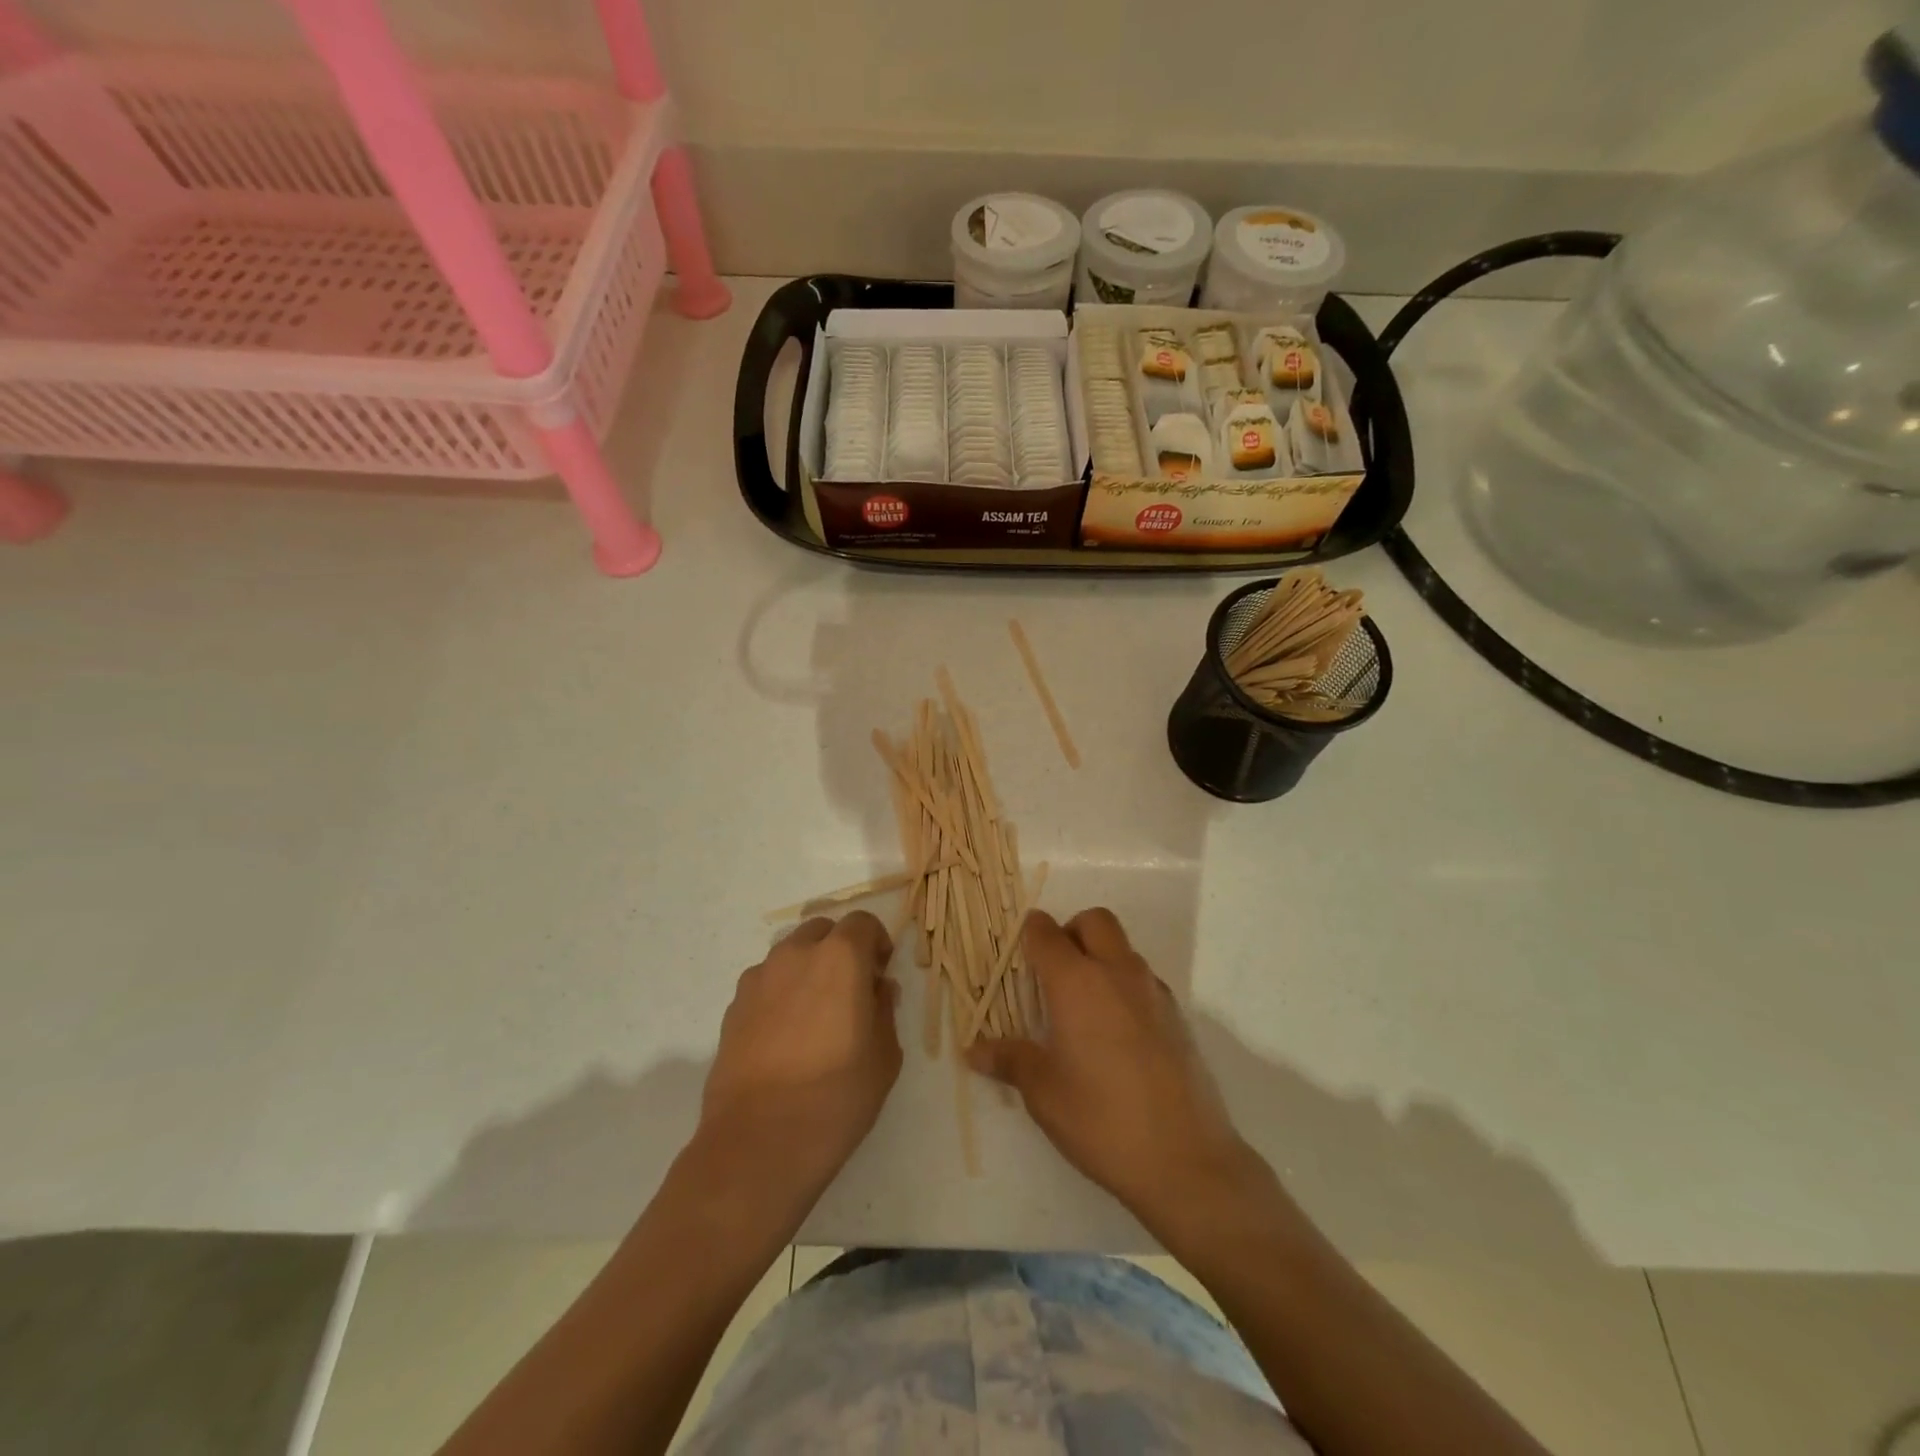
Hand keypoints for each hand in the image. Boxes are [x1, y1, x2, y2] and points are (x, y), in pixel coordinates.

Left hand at [696, 912, 901, 1210]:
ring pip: (790, 955)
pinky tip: (786, 1037)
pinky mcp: (733, 1007)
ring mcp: (758, 979)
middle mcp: (795, 954)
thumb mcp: (884, 1055)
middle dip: (840, 950)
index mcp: (839, 957)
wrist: (759, 1143)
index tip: (881, 974)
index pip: (862, 923)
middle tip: (851, 990)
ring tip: (815, 1016)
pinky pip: (766, 983)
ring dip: (808, 969)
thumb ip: (884, 1010)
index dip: (876, 943)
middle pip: (822, 931)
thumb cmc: (836, 1096)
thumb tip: (877, 989)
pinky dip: (781, 994)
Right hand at [968, 908, 1263, 1242]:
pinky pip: (1144, 980)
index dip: (1029, 933)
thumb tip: (974, 1051)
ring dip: (1100, 958)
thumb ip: (1010, 1060)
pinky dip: (1124, 986)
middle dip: (1070, 932)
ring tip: (1082, 1008)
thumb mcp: (1044, 1093)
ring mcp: (1154, 992)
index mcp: (1077, 983)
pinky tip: (1116, 1034)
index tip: (1017, 951)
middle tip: (1053, 973)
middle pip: (1094, 921)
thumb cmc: (1102, 1120)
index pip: (1046, 933)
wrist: (1187, 1160)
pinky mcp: (1178, 1016)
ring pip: (1123, 948)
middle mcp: (1118, 973)